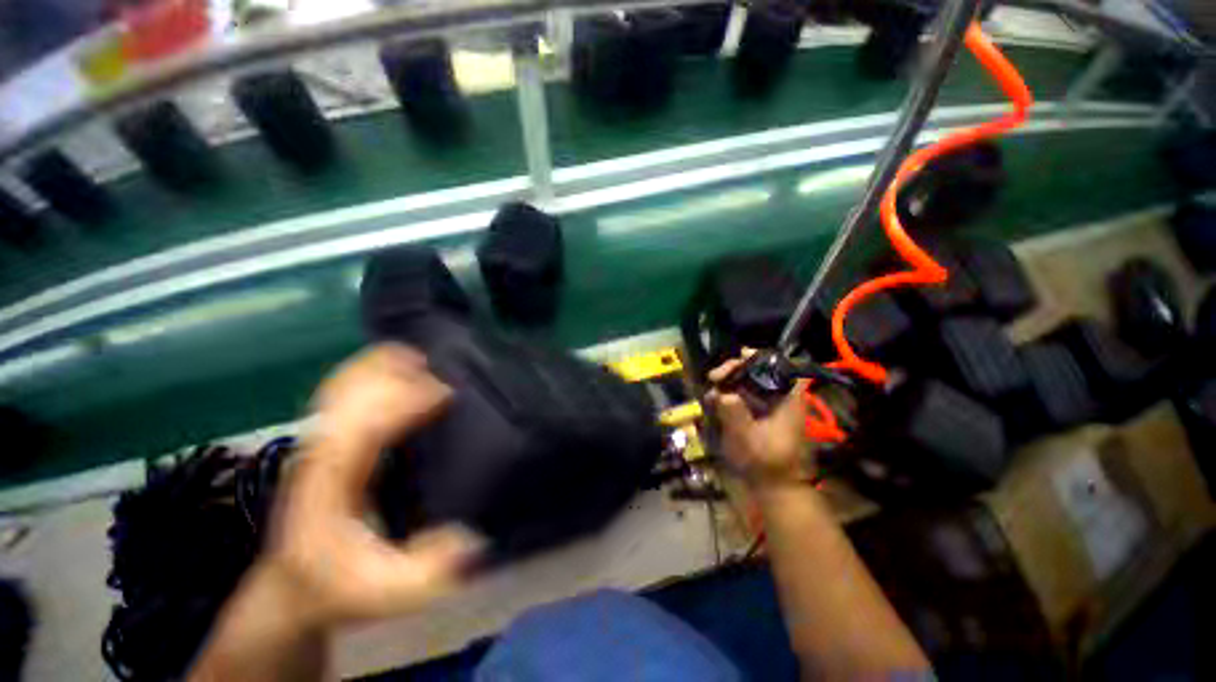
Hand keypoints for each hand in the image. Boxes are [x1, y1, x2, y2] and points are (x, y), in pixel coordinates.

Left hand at [263, 344, 483, 626]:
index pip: (362, 428)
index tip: (446, 394)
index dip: (403, 404)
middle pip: (350, 393)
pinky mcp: (329, 438)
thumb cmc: (340, 582)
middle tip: (445, 370)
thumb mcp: (383, 591)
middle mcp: (321, 451)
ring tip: (424, 357)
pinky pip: (345, 390)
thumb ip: (424, 572)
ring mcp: (321, 440)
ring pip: (344, 384)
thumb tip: (470, 539)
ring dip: (382, 365)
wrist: (296, 583)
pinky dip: (371, 370)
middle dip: (397, 375)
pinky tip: (398, 366)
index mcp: (331, 484)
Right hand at [707, 352, 811, 489]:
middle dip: (737, 369)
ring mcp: (770, 407)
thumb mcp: (748, 440)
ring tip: (711, 388)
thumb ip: (735, 415)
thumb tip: (722, 394)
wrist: (775, 487)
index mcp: (787, 400)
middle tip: (715, 376)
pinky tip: (714, 399)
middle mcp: (780, 398)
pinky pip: (744, 395)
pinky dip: (730, 393)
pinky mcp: (760, 415)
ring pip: (750, 382)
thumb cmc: (766, 463)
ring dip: (730, 381)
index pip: (785, 367)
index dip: (765, 357)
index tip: (740, 356)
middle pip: (761, 371)